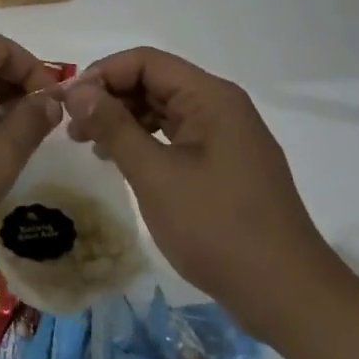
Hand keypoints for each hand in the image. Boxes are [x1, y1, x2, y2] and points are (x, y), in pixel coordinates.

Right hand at [64, 47, 340, 340]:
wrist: (289, 297)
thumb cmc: (218, 229)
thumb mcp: (155, 175)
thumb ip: (114, 126)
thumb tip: (76, 91)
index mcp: (210, 97)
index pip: (145, 61)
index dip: (102, 74)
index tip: (69, 104)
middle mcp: (221, 106)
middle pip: (154, 82)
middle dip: (110, 98)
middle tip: (73, 130)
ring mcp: (228, 136)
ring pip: (164, 109)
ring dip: (124, 121)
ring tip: (91, 147)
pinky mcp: (227, 164)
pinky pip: (178, 136)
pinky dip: (146, 142)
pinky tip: (123, 163)